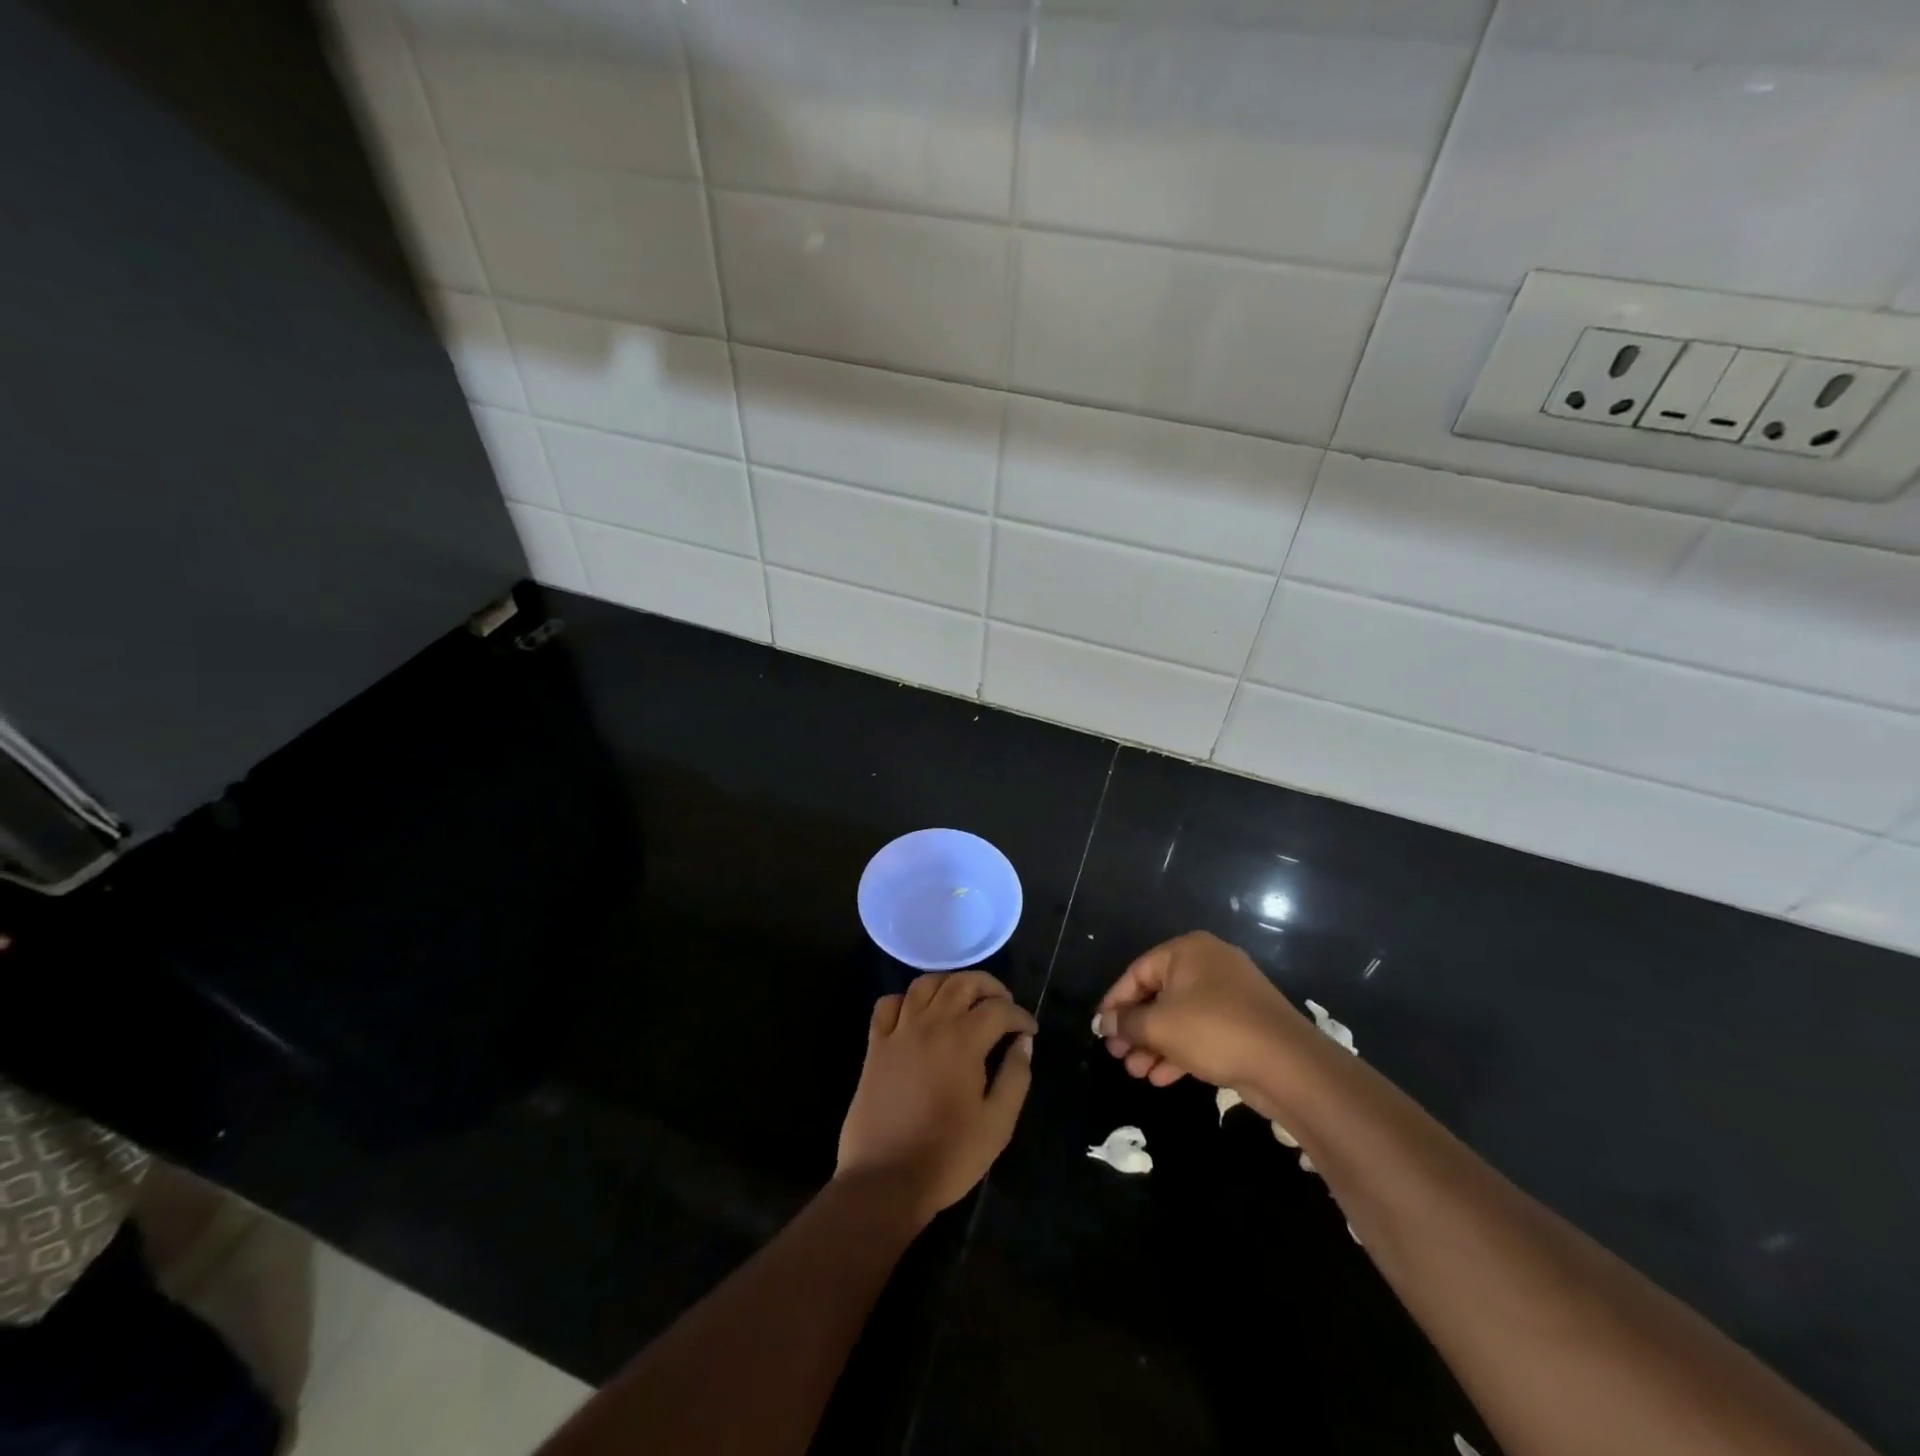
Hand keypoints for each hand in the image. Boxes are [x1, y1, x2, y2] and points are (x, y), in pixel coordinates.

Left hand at [836, 971, 1036, 1226]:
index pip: (998, 1009)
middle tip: (1004, 1004)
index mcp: (963, 1041)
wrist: (885, 1180)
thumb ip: (1015, 1077)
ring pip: (925, 983)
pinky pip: (888, 1004)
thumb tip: (1023, 1042)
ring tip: (965, 1000)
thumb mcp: (997, 1124)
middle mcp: (930, 1024)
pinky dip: (906, 999)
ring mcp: (898, 1031)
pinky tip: (918, 1014)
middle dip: (989, 986)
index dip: (1020, 1015)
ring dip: (950, 983)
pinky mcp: (875, 1045)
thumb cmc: (948, 1156)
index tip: (1030, 1031)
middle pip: (962, 982)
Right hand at [1096, 931, 1304, 1093]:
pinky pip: (1201, 1030)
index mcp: (1186, 951)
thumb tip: (1105, 1023)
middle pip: (1158, 995)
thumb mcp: (1160, 1026)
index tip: (1100, 1029)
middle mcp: (1207, 963)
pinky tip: (1161, 1077)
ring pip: (1179, 1016)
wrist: (1288, 1063)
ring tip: (1136, 1072)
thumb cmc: (1214, 1030)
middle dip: (1136, 1029)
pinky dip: (1180, 1050)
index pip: (1137, 972)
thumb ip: (1127, 1023)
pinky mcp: (1243, 1021)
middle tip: (1117, 1055)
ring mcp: (1229, 993)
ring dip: (1154, 1044)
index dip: (1115, 1002)